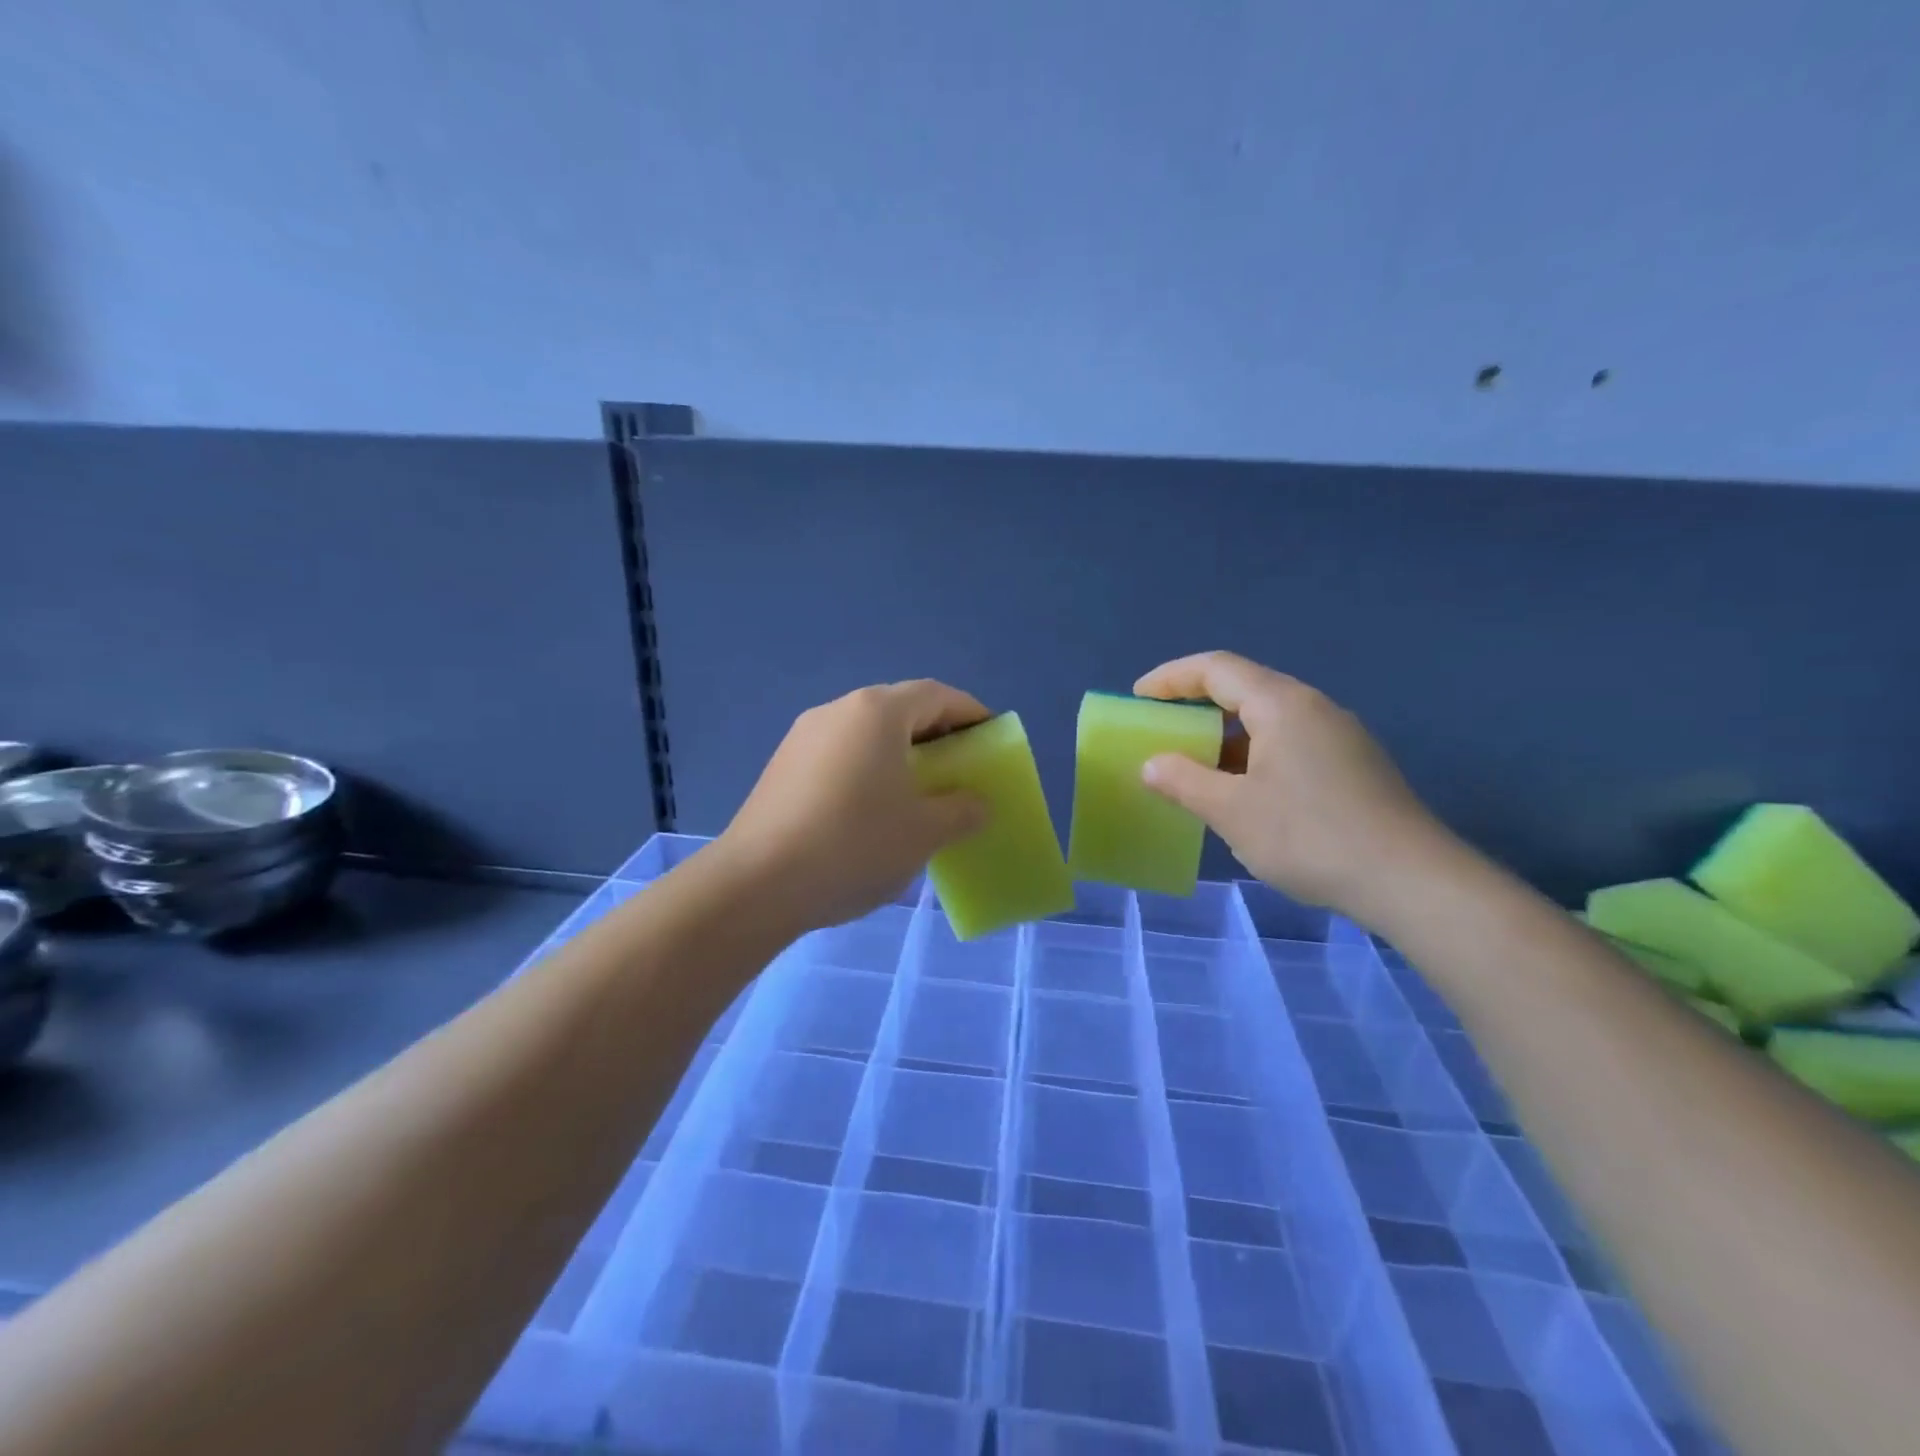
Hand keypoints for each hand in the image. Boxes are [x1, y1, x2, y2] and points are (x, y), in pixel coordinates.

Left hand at [715, 680, 991, 933]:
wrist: (757, 883)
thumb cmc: (854, 844)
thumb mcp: (925, 831)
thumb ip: (962, 810)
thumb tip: (975, 803)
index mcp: (877, 712)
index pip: (937, 695)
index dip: (970, 713)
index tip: (991, 739)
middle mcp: (838, 710)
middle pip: (900, 708)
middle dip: (936, 733)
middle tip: (959, 768)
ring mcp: (804, 736)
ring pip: (867, 732)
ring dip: (900, 752)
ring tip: (918, 791)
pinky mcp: (782, 766)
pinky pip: (840, 754)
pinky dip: (868, 768)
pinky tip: (872, 809)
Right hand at [1134, 651, 1458, 921]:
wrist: (1412, 881)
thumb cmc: (1310, 836)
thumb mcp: (1232, 811)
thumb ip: (1184, 781)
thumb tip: (1152, 764)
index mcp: (1282, 704)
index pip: (1216, 668)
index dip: (1171, 677)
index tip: (1139, 698)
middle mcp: (1313, 707)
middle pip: (1244, 688)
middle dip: (1196, 703)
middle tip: (1162, 729)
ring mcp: (1340, 736)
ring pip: (1269, 718)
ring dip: (1225, 734)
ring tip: (1195, 764)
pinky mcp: (1354, 765)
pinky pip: (1290, 742)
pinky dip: (1254, 754)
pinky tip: (1244, 791)